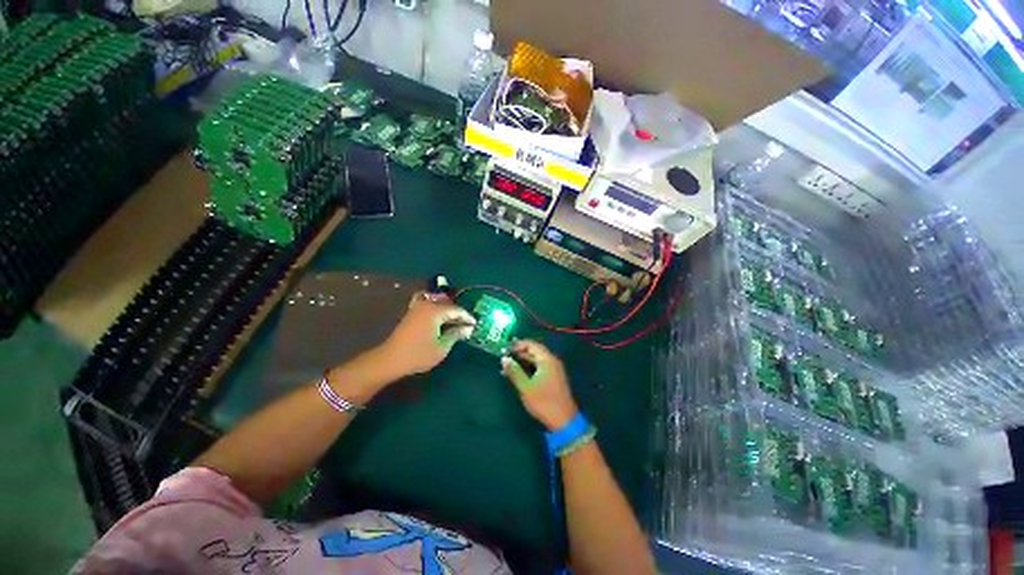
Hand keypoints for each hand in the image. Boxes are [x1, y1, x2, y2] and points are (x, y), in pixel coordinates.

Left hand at [377, 292, 475, 376]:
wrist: (390, 359)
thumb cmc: (418, 354)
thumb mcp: (442, 347)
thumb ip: (456, 334)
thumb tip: (468, 328)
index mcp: (435, 311)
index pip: (457, 310)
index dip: (467, 317)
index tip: (475, 324)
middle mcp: (427, 304)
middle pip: (448, 305)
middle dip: (458, 314)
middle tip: (467, 324)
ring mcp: (417, 307)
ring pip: (439, 305)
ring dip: (448, 312)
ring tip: (457, 323)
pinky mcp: (412, 313)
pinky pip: (430, 307)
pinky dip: (438, 311)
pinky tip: (442, 321)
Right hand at [501, 340, 578, 430]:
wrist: (564, 420)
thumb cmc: (544, 402)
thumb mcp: (525, 387)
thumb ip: (514, 371)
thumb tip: (504, 358)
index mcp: (547, 360)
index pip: (532, 345)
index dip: (519, 344)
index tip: (506, 347)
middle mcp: (553, 361)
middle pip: (536, 351)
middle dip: (521, 351)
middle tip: (506, 354)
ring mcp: (555, 370)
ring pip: (538, 359)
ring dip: (525, 359)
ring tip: (510, 363)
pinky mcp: (555, 378)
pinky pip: (541, 366)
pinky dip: (530, 366)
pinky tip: (520, 372)